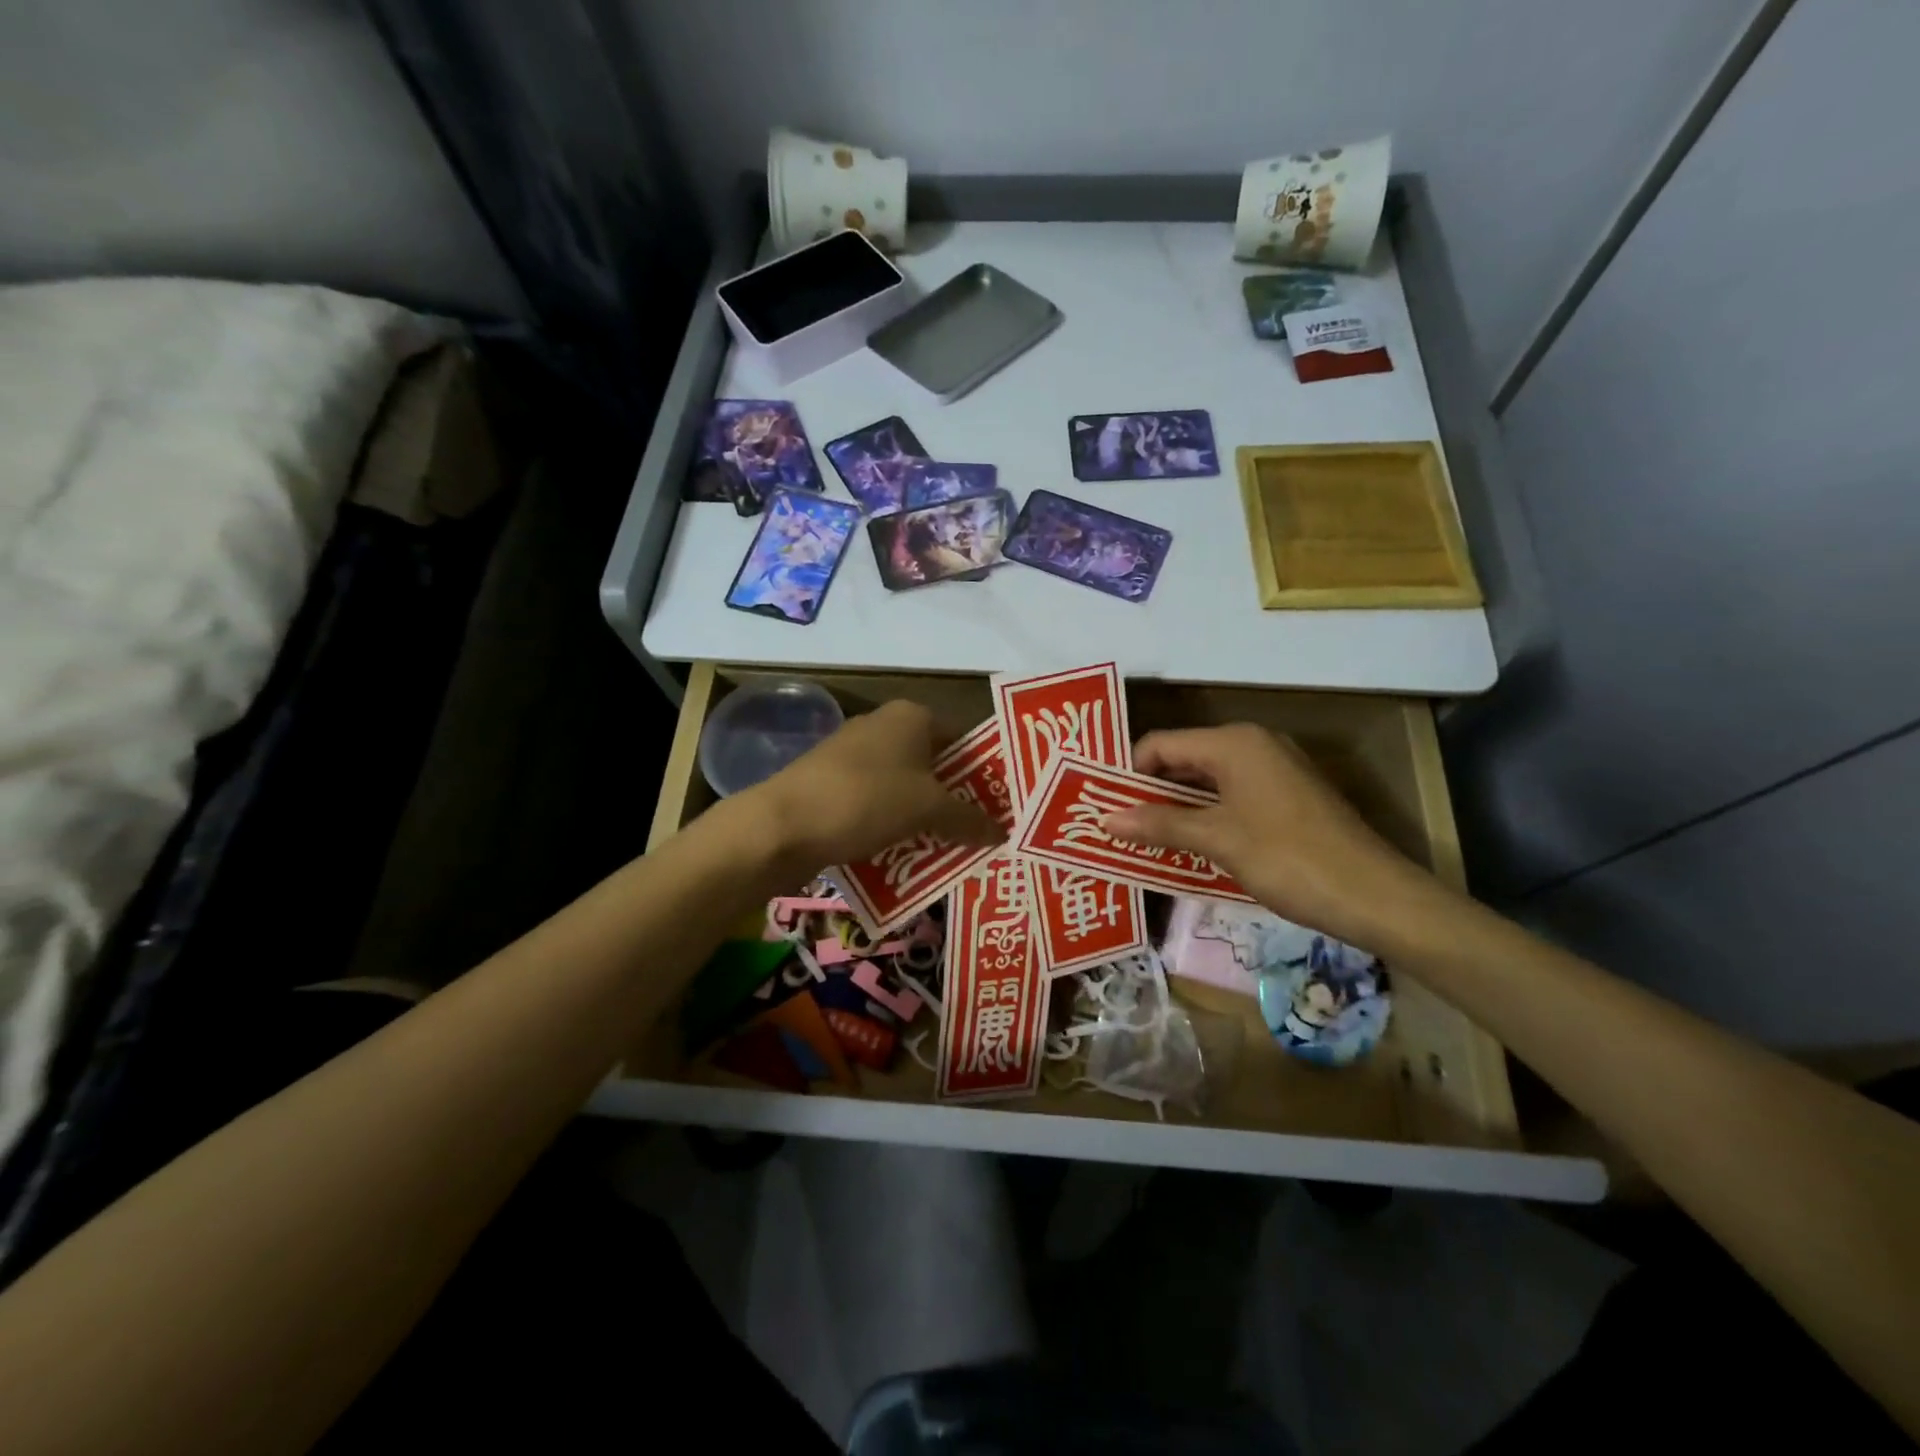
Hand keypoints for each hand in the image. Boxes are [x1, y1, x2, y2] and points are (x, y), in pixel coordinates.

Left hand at [748, 700, 1001, 875]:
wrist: (782, 826)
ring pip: (905, 789)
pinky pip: (877, 805)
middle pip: (935, 766)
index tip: (1001, 807)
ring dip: (925, 819)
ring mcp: (853, 756)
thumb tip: (1003, 832)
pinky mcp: (832, 785)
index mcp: (911, 716)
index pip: (964, 739)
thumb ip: (969, 820)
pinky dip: (894, 827)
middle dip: (956, 801)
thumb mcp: (928, 810)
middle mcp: (883, 726)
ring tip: (951, 853)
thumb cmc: (866, 800)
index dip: (984, 773)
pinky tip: (907, 858)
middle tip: (981, 836)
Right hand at [1102, 724, 1440, 951]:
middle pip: (1183, 759)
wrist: (1375, 895)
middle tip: (1119, 826)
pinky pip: (1232, 794)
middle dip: (1150, 792)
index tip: (1105, 808)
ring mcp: (1275, 769)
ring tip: (1145, 838)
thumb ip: (1159, 824)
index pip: (1160, 744)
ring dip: (1176, 807)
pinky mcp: (1288, 795)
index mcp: (1233, 743)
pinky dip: (1206, 814)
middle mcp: (1253, 744)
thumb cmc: (1288, 858)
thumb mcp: (1216, 840)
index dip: (1129, 774)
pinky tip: (1190, 844)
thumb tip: (1105, 819)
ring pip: (1207, 779)